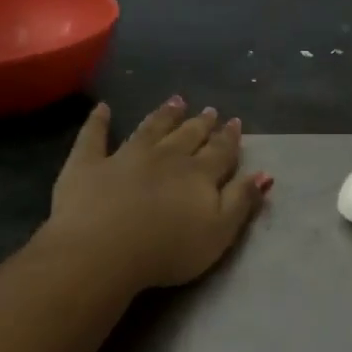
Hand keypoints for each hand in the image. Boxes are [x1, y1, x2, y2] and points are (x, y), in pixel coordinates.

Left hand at [41, 97, 271, 290]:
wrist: (102, 250)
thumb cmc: (167, 250)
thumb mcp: (218, 233)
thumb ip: (241, 201)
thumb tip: (264, 174)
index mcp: (199, 174)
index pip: (220, 151)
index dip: (229, 138)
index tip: (235, 123)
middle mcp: (166, 157)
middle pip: (187, 135)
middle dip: (201, 123)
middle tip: (210, 110)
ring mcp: (125, 156)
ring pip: (150, 129)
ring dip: (164, 115)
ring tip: (176, 101)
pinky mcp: (88, 164)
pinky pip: (94, 137)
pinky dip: (98, 121)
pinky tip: (102, 108)